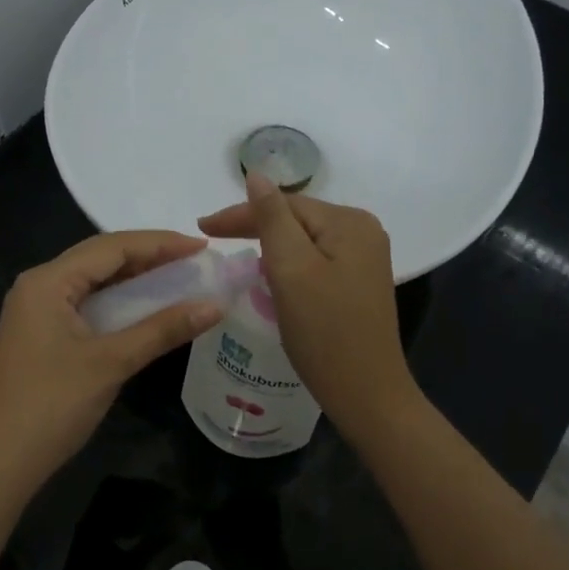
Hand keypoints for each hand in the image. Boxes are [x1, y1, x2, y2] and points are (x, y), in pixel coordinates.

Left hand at [0, 231, 222, 497]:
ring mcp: (36, 311)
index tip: (202, 246)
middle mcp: (39, 285)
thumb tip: (215, 305)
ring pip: (94, 281)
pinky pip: (86, 304)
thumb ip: (163, 329)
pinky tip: (146, 309)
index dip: (160, 243)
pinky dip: (118, 303)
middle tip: (195, 261)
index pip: (112, 246)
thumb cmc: (52, 406)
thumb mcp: (112, 362)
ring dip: (135, 279)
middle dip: (149, 256)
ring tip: (180, 277)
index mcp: (48, 281)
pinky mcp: (41, 334)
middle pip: (101, 258)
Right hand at [198, 173, 417, 436]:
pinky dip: (288, 264)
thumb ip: (271, 218)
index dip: (241, 213)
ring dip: (270, 244)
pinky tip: (270, 274)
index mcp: (349, 222)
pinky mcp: (358, 283)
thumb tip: (257, 175)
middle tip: (212, 238)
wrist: (366, 393)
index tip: (202, 227)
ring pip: (304, 240)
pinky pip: (315, 260)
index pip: (285, 204)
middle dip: (255, 227)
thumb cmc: (324, 331)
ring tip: (235, 252)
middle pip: (297, 219)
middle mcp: (363, 231)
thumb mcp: (291, 269)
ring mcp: (364, 259)